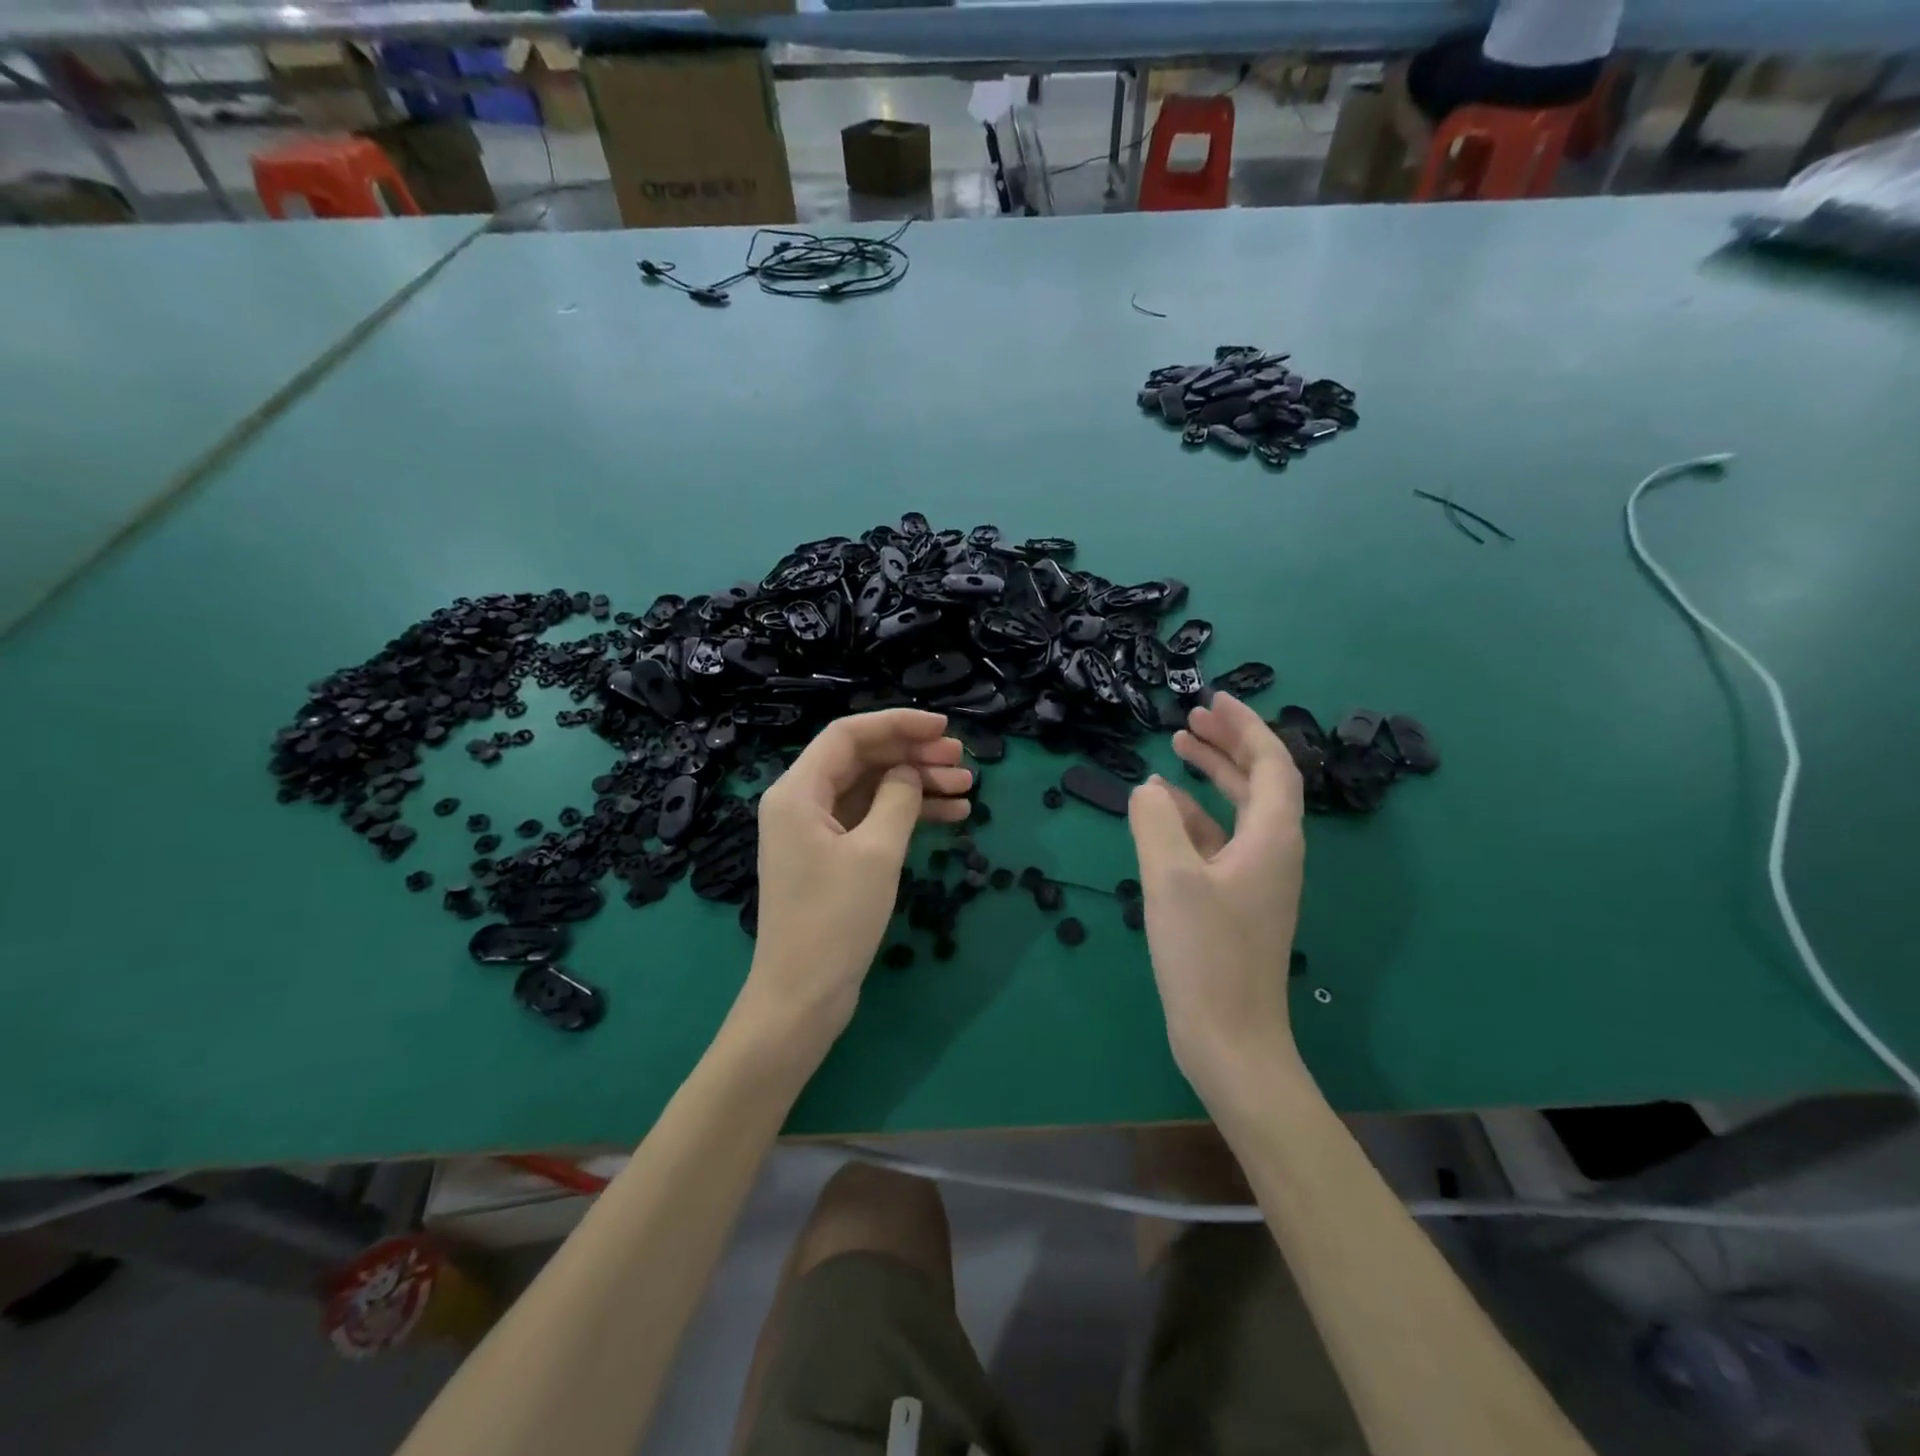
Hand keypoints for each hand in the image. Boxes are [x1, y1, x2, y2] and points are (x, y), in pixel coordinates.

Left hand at [737, 709, 970, 1054]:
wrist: (802, 997)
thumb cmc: (835, 920)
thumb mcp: (876, 852)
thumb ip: (898, 798)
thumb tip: (909, 772)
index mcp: (797, 791)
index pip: (848, 734)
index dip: (898, 723)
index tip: (943, 729)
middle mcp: (801, 802)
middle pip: (862, 759)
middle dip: (913, 755)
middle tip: (963, 761)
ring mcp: (815, 830)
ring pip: (871, 789)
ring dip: (917, 785)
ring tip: (966, 789)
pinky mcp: (830, 856)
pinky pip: (871, 819)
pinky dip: (906, 814)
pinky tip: (950, 816)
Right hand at [1127, 693, 1305, 1106]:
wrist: (1230, 1039)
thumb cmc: (1206, 955)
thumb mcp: (1172, 879)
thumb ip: (1156, 823)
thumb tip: (1148, 790)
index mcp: (1272, 839)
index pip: (1271, 764)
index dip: (1246, 727)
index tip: (1214, 699)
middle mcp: (1274, 852)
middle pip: (1259, 782)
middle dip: (1228, 744)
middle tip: (1191, 719)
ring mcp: (1256, 879)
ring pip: (1239, 811)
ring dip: (1212, 778)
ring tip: (1176, 752)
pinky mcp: (1236, 902)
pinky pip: (1220, 842)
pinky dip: (1195, 819)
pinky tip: (1163, 814)